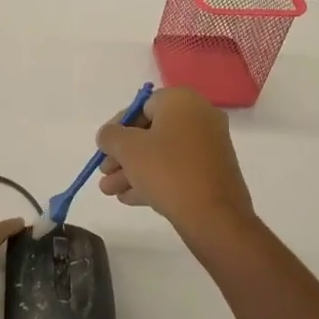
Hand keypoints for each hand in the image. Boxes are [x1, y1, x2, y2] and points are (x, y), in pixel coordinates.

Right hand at [95, 87, 256, 234]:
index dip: (117, 127)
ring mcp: (209, 146)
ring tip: (110, 192)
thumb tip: (108, 135)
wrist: (214, 216)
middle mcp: (199, 117)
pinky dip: (154, 179)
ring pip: (162, 154)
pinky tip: (130, 198)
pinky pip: (177, 169)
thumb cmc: (167, 170)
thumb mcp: (128, 149)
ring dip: (133, 171)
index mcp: (182, 101)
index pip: (141, 107)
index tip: (104, 148)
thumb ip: (110, 136)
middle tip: (104, 173)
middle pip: (151, 132)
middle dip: (123, 154)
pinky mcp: (213, 172)